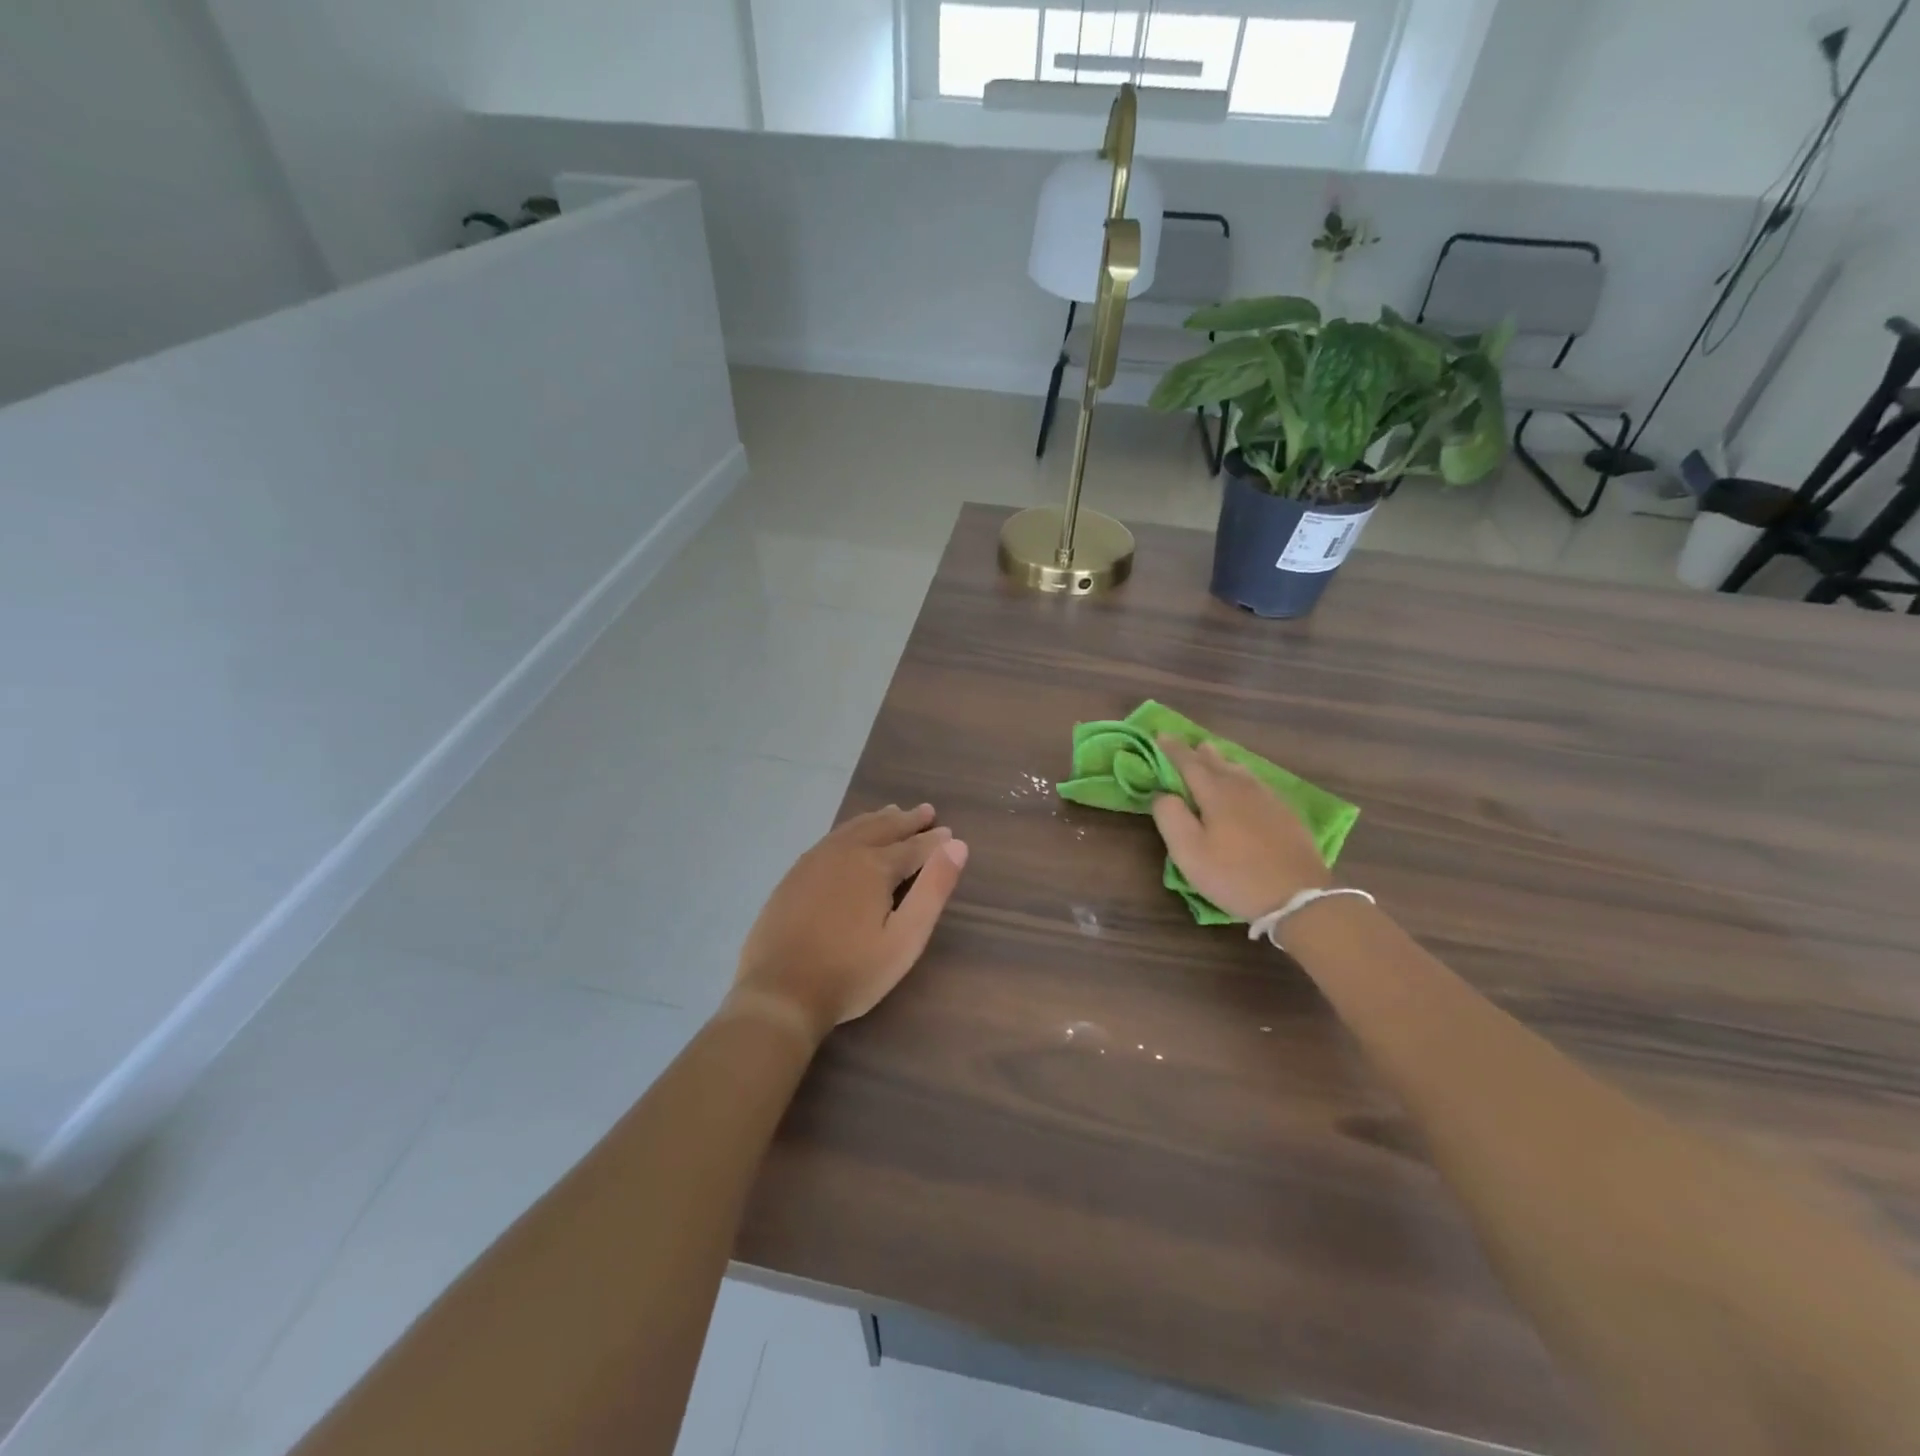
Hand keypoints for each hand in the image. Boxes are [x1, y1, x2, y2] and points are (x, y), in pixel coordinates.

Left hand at [730, 803, 968, 1043]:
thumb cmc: (851, 972)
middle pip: (883, 828)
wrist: (780, 992)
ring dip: (878, 819)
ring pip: (854, 828)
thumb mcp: (905, 939)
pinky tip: (850, 835)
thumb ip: (933, 890)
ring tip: (892, 812)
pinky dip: (851, 829)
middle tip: (926, 812)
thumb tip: (956, 845)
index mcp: (875, 866)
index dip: (934, 841)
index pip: (913, 846)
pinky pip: (831, 838)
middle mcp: (846, 852)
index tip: (948, 833)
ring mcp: (815, 860)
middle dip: (907, 820)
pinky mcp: (795, 874)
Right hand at [1151, 737, 1331, 920]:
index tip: (1160, 735)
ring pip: (1240, 771)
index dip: (1173, 749)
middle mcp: (1243, 787)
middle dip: (1199, 752)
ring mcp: (1269, 799)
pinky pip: (1257, 784)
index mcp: (1216, 792)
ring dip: (1223, 762)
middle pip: (1218, 762)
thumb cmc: (1234, 875)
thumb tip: (1164, 793)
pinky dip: (1243, 778)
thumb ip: (1170, 816)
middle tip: (1188, 744)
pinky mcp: (1286, 814)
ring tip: (1213, 758)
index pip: (1189, 762)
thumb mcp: (1188, 852)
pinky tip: (1246, 786)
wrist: (1298, 897)